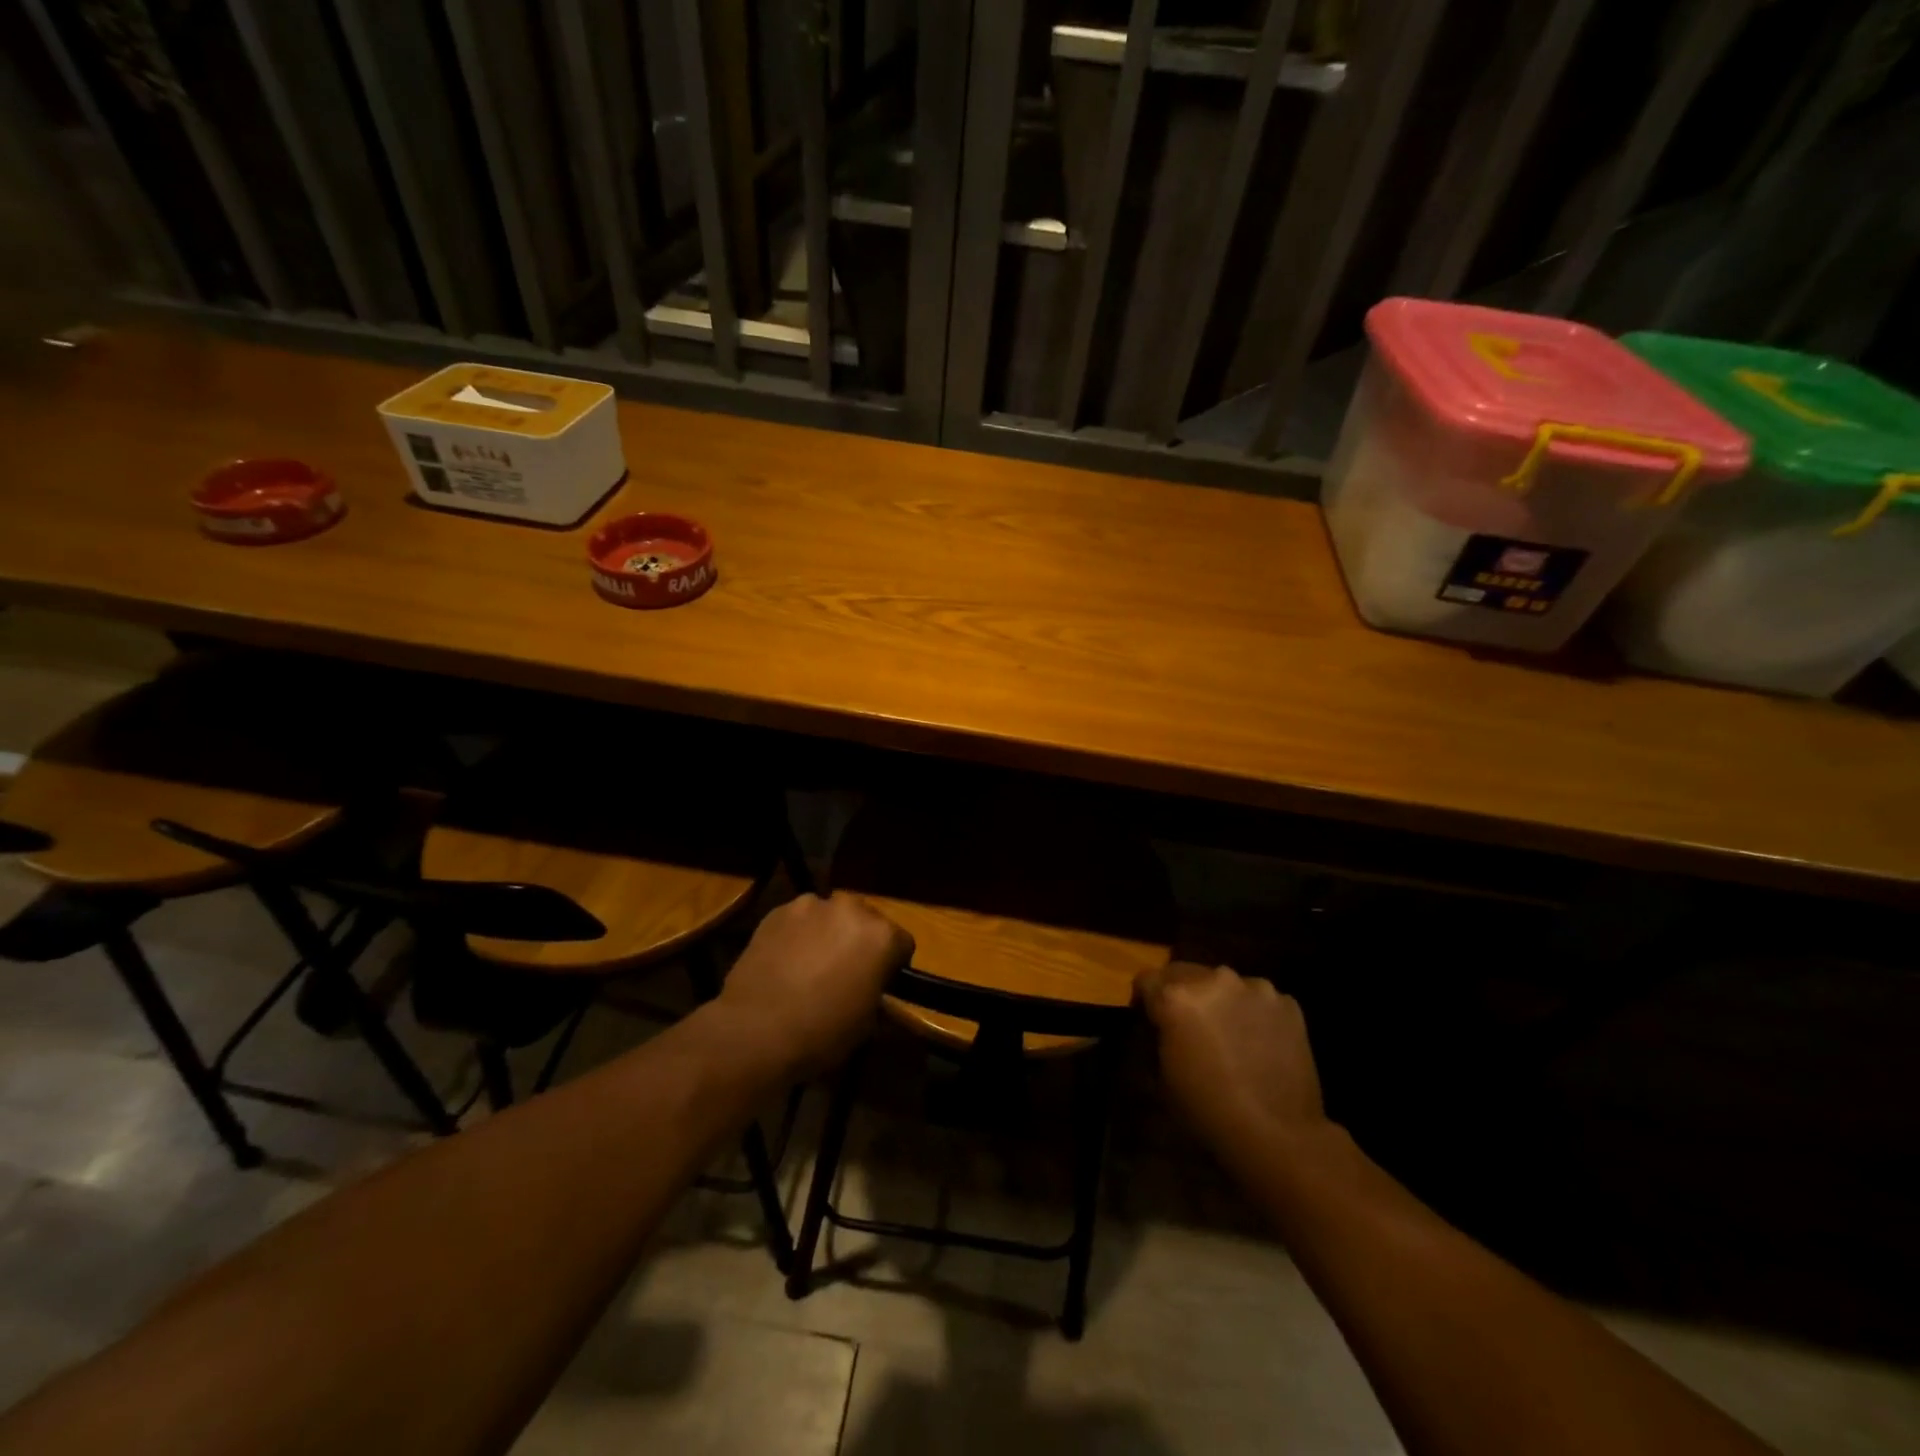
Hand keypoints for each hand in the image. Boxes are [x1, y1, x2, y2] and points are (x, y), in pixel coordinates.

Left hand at [714, 893, 913, 1076]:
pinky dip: (798, 934)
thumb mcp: (866, 1024)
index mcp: (882, 935)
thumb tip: (873, 992)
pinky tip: (785, 962)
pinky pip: (799, 919)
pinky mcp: (778, 911)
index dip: (893, 965)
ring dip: (828, 933)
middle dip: (860, 942)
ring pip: (830, 916)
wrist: (754, 1030)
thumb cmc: (821, 1032)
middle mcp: (851, 909)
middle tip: (845, 973)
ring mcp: (811, 905)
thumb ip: (878, 997)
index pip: (902, 943)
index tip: (879, 984)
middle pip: (867, 921)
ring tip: (810, 965)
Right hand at [1136, 962, 1329, 1157]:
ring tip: (1228, 1032)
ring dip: (1219, 1000)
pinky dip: (1252, 1012)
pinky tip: (1258, 1041)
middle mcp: (1214, 979)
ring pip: (1224, 983)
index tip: (1150, 1021)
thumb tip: (1162, 1028)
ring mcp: (1255, 988)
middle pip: (1184, 972)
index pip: (1146, 980)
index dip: (1144, 1001)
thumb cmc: (1208, 1110)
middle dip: (1181, 994)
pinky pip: (1258, 999)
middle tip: (1188, 1025)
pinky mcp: (1287, 1002)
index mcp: (1176, 997)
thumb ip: (1158, 1037)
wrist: (1278, 1134)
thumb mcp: (1162, 1076)